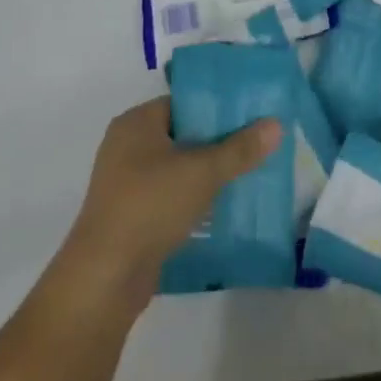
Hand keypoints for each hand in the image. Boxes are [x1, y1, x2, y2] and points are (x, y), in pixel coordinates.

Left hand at [60, 96, 280, 311]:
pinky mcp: (130, 215)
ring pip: (177, 167)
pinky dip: (192, 197)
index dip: (218, 107)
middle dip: (217, 141)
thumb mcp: (202, 172)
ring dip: (206, 172)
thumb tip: (276, 124)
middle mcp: (127, 145)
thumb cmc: (150, 206)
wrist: (104, 278)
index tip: (251, 115)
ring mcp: (125, 182)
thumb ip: (240, 149)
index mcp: (137, 122)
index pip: (185, 102)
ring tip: (245, 174)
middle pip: (182, 133)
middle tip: (254, 144)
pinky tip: (221, 206)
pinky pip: (169, 194)